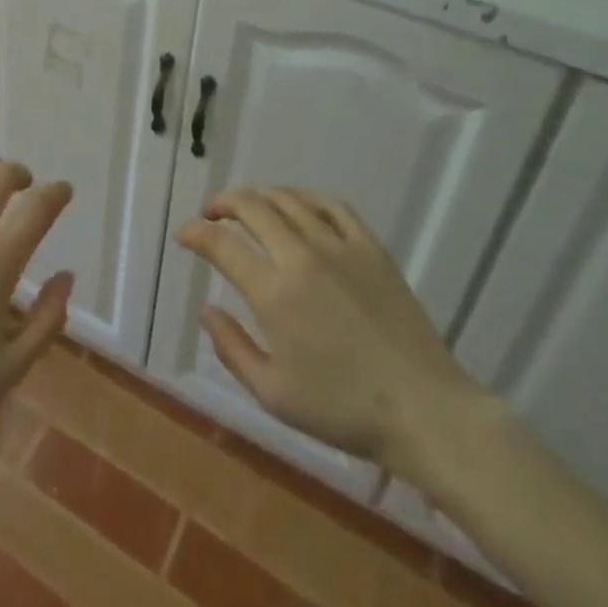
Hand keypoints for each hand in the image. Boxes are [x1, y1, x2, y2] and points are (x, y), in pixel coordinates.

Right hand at [176, 188, 496, 488]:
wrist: (423, 410)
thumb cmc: (343, 410)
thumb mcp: (273, 394)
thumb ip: (232, 348)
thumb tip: (207, 310)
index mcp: (273, 292)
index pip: (220, 244)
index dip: (195, 233)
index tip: (185, 236)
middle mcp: (300, 256)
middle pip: (251, 206)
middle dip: (223, 204)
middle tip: (213, 215)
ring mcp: (338, 245)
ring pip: (288, 199)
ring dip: (259, 196)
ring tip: (249, 207)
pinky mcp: (369, 246)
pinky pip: (331, 205)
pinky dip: (305, 198)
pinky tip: (298, 206)